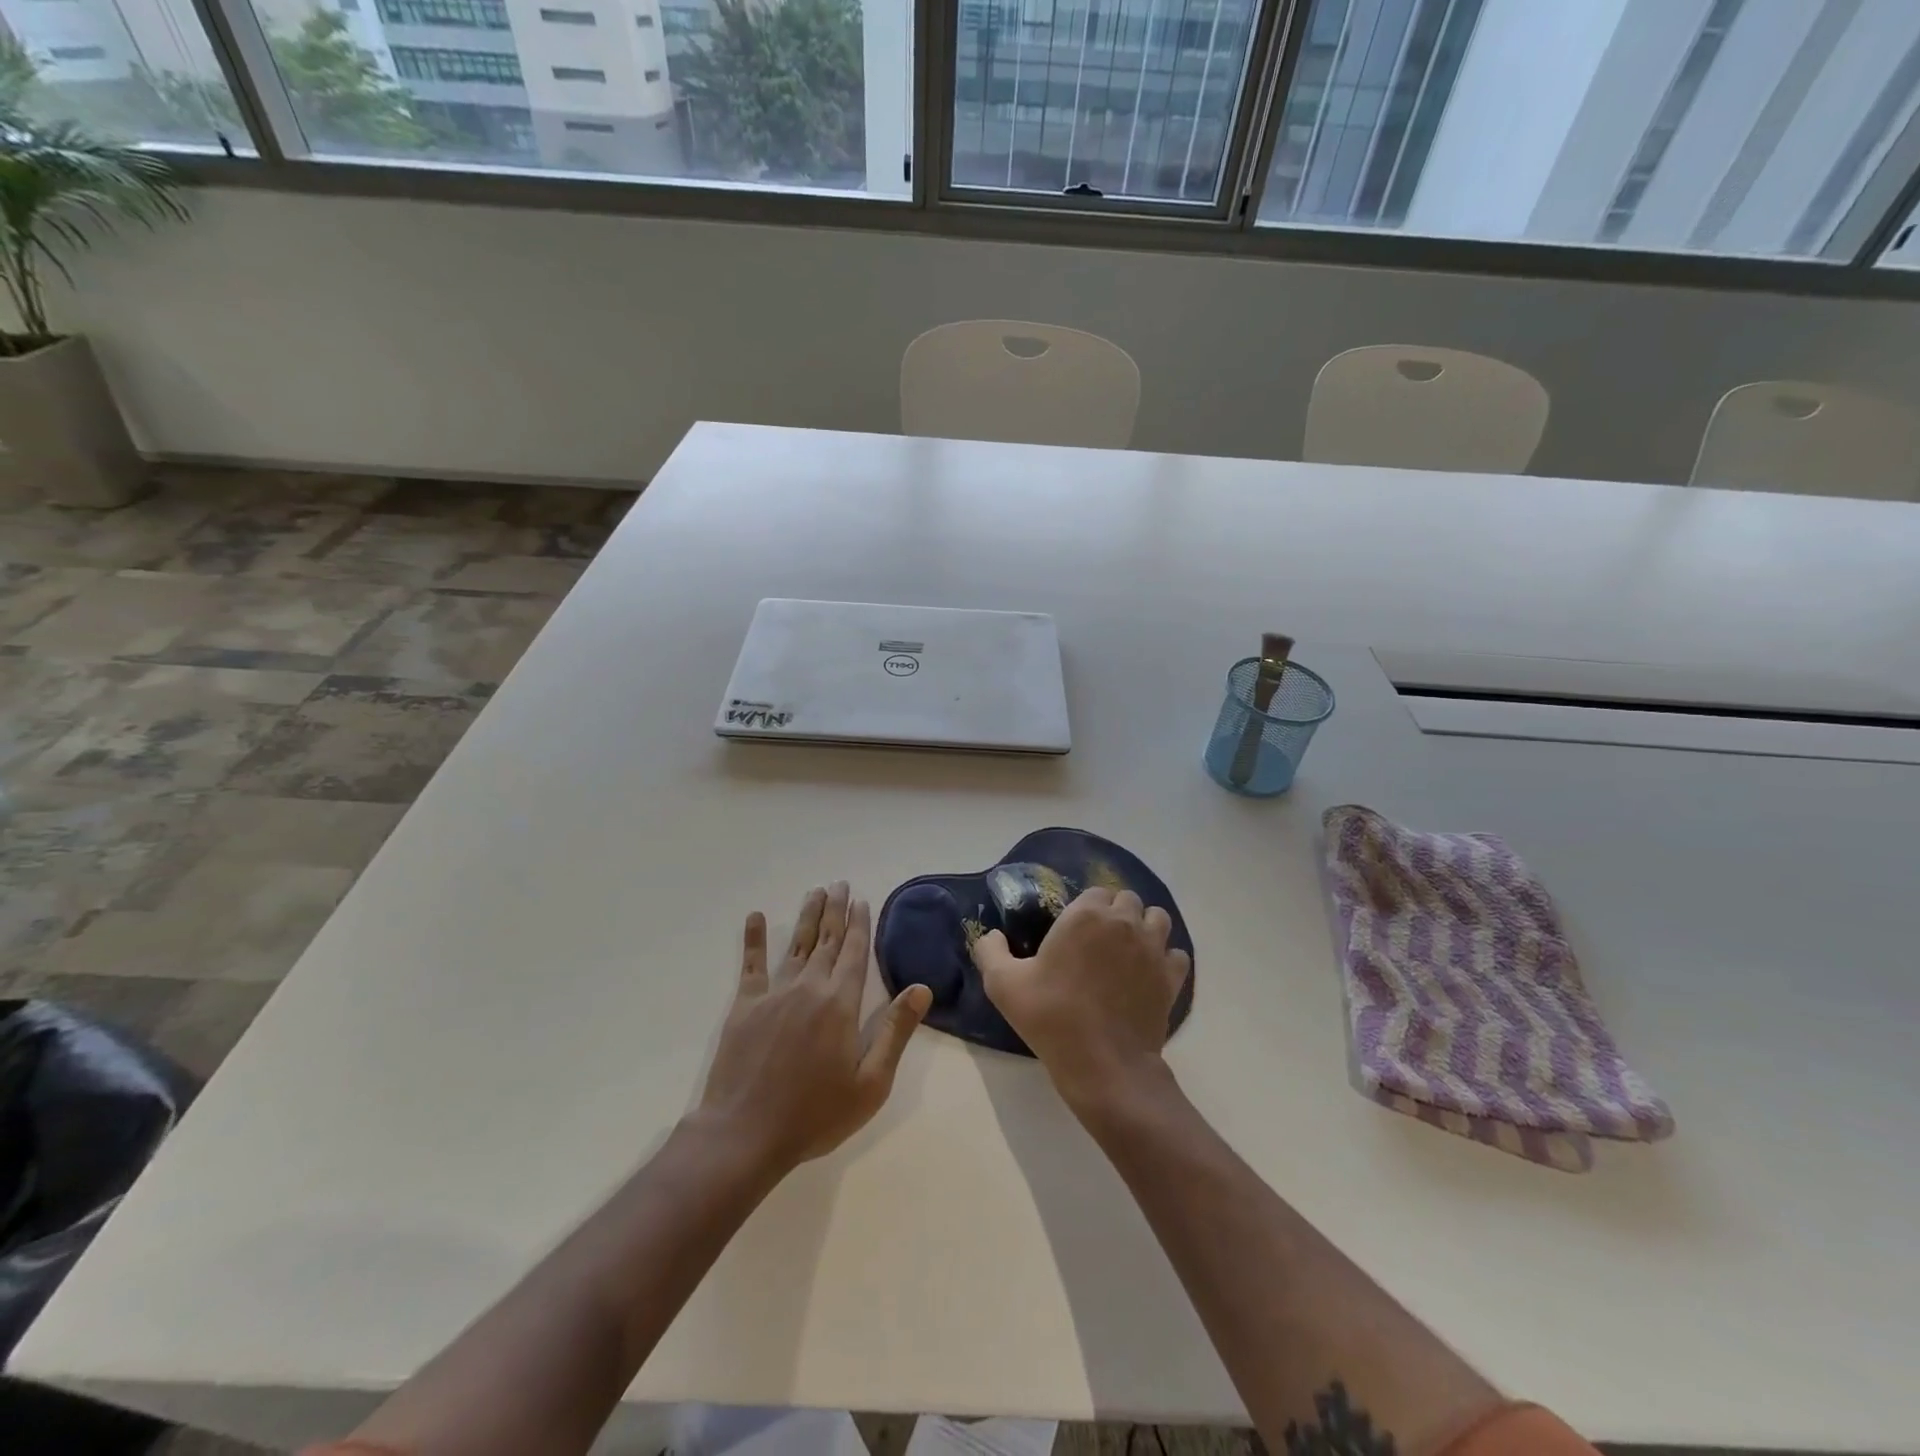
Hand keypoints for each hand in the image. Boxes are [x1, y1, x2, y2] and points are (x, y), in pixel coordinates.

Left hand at [698, 882, 931, 1173]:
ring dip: (806, 916)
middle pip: (826, 939)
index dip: (859, 924)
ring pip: (795, 944)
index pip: (854, 952)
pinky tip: (755, 916)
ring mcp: (774, 993)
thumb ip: (895, 1031)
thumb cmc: (815, 1114)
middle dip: (835, 910)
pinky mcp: (744, 1006)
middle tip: (839, 883)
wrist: (745, 1134)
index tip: (861, 900)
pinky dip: (753, 939)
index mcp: (840, 1003)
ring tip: (814, 891)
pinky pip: (751, 964)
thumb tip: (922, 988)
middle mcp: (809, 987)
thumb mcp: (871, 1083)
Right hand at [973, 886, 1189, 1111]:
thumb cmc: (1052, 1017)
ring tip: (1127, 951)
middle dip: (1115, 913)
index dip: (1086, 907)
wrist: (1104, 1065)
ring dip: (1144, 927)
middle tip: (1097, 941)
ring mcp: (1153, 949)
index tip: (1073, 930)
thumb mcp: (1003, 984)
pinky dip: (1164, 958)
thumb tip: (991, 935)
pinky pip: (1175, 954)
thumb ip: (990, 951)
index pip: (1095, 892)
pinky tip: (1148, 974)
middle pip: (1128, 900)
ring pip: (1157, 919)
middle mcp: (1124, 923)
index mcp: (1086, 915)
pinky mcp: (1171, 977)